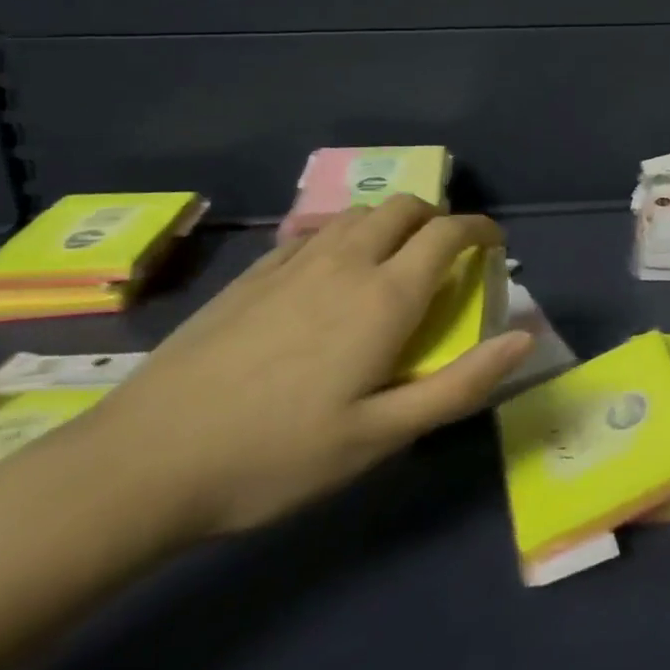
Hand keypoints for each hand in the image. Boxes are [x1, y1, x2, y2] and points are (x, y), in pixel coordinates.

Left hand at [74, 197, 532, 540]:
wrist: (145, 462)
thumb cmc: (277, 456)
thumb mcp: (380, 436)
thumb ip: (460, 384)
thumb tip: (524, 338)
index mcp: (384, 296)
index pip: (448, 233)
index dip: (481, 229)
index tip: (494, 245)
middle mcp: (345, 262)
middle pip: (405, 207)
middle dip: (437, 218)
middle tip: (446, 256)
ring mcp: (293, 262)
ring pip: (359, 213)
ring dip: (391, 222)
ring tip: (392, 260)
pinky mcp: (252, 273)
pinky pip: (315, 230)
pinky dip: (343, 235)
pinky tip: (330, 272)